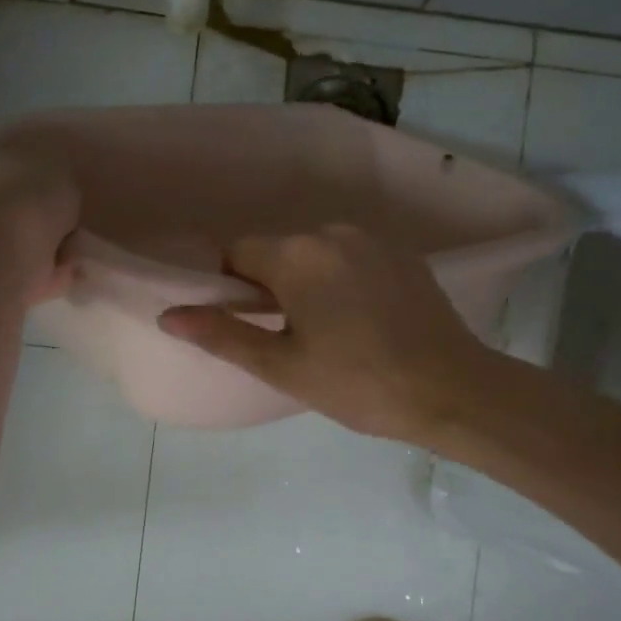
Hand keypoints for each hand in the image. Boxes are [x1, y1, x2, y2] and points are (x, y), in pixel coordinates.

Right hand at [158, 224, 490, 441]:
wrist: (452, 390)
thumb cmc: (358, 384)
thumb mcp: (282, 366)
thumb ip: (222, 334)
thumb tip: (168, 314)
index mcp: (296, 254)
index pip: (236, 252)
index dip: (231, 287)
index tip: (251, 325)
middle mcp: (332, 231)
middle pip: (277, 250)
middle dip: (270, 285)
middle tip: (290, 338)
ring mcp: (373, 238)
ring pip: (315, 253)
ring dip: (308, 282)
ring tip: (331, 332)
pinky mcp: (403, 253)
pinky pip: (352, 257)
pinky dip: (344, 279)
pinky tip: (364, 320)